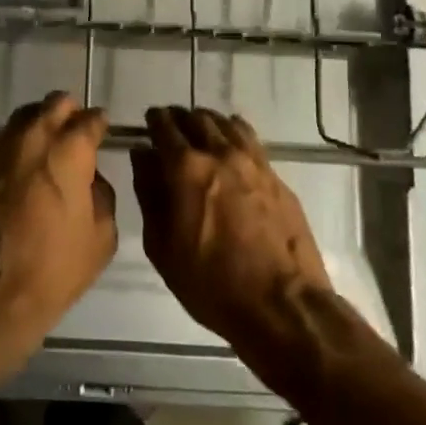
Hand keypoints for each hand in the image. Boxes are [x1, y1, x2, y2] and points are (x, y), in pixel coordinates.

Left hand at [0, 92, 117, 372]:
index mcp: (69, 151)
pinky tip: (24, 175)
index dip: (100, 124)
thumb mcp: (101, 238)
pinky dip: (19, 151)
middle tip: (76, 136)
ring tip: (49, 151)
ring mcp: (2, 151)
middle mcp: (34, 139)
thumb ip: (102, 195)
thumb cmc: (54, 269)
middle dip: (70, 114)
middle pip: (55, 103)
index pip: (90, 119)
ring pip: (25, 117)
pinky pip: (5, 146)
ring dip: (41, 125)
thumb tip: (90, 178)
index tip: (102, 132)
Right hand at [130, 106, 331, 352]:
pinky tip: (230, 144)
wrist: (283, 306)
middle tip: (171, 129)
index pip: (164, 127)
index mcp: (186, 168)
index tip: (149, 122)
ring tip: (200, 133)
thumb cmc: (212, 284)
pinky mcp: (275, 175)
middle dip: (179, 118)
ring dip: (207, 122)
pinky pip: (249, 138)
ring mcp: (252, 161)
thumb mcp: (163, 247)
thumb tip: (142, 156)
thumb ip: (148, 194)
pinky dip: (233, 132)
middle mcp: (219, 153)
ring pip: (225, 123)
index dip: (154, 121)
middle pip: (195, 118)